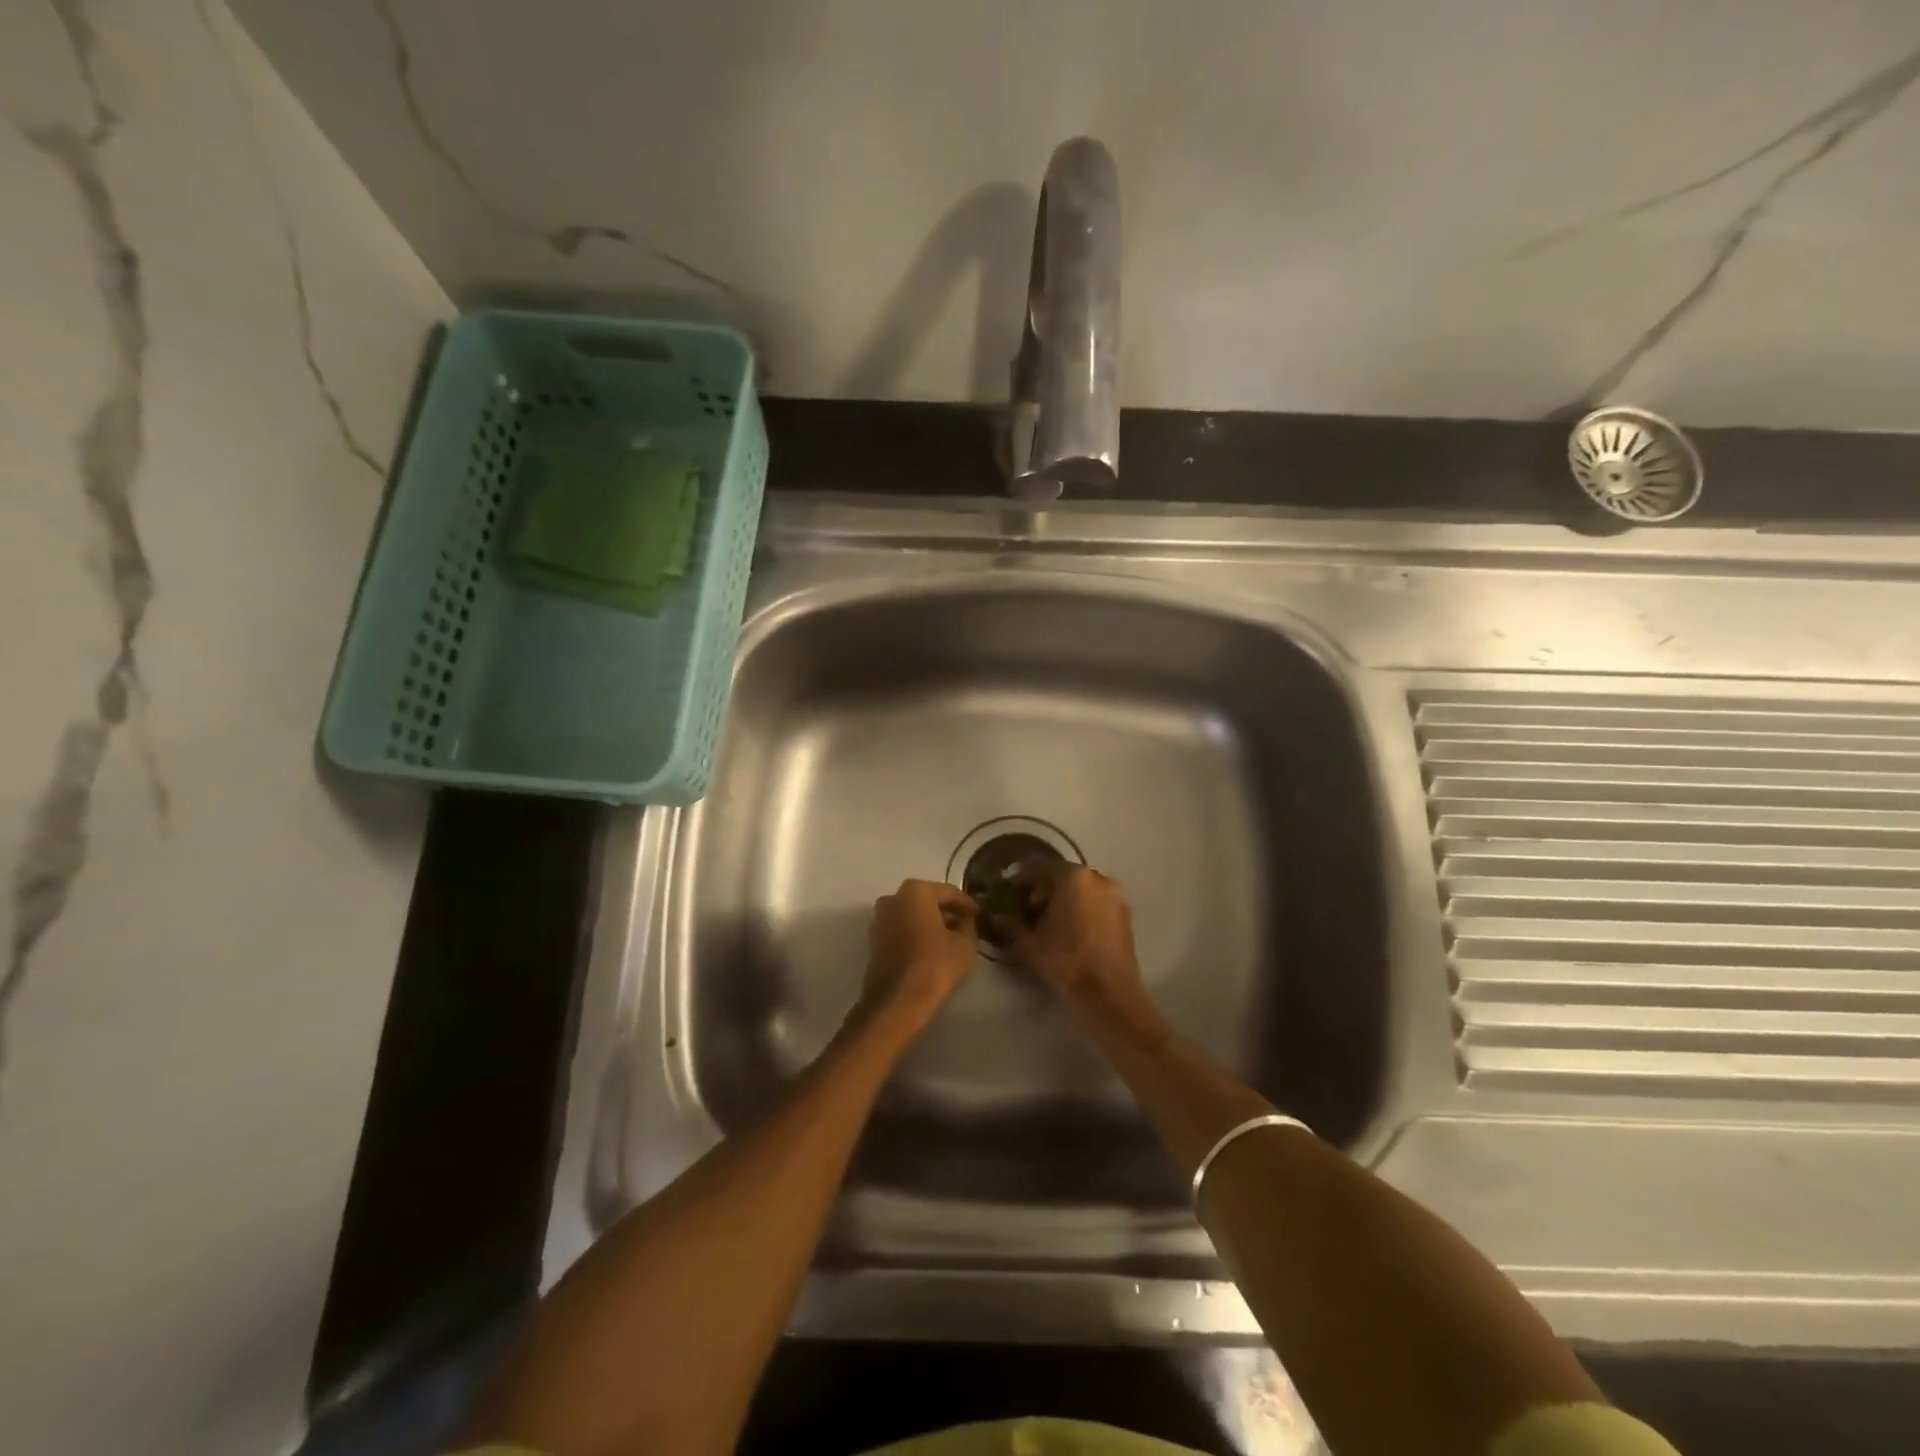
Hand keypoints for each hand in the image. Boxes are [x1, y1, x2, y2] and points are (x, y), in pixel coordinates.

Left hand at [856, 879, 979, 1035]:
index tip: (980, 915)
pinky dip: (916, 935)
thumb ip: (968, 925)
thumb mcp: (965, 944)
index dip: (967, 904)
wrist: (896, 1001)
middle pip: (927, 901)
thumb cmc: (934, 965)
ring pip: (912, 915)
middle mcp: (893, 898)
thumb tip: (964, 921)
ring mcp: (879, 919)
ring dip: (930, 924)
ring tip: (950, 940)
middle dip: (947, 912)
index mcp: (915, 891)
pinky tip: (931, 950)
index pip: (949, 892)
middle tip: (966, 926)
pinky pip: (901, 930)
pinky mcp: (873, 941)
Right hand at [1001, 862, 1145, 1015]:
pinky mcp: (1126, 916)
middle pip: (1064, 875)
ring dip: (1065, 898)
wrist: (1110, 993)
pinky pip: (1097, 903)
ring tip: (1049, 921)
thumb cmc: (1066, 960)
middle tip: (1028, 906)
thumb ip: (1011, 925)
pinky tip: (1072, 930)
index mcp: (1073, 877)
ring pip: (1083, 889)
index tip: (1009, 890)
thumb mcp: (1030, 944)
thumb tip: (997, 916)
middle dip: (1044, 888)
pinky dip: (1083, 909)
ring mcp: (1116, 897)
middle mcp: (1098, 878)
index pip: (1040, 866)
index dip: (1021, 877)